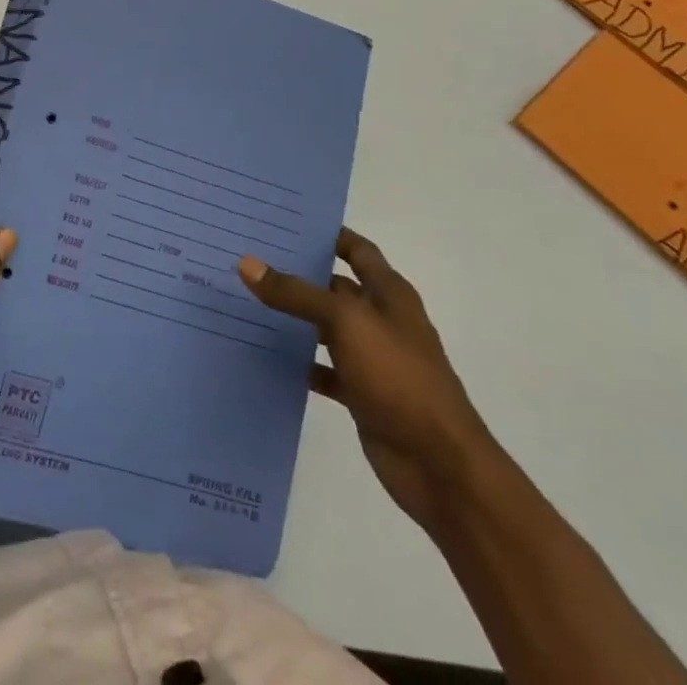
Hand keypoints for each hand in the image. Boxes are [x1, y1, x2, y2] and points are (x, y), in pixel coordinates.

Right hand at [239, 230, 497, 531]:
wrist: (439, 465)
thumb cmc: (398, 377)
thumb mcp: (345, 323)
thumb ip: (296, 293)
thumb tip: (247, 263)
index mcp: (389, 294)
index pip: (357, 249)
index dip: (328, 233)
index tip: (285, 221)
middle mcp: (381, 320)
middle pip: (336, 287)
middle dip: (300, 273)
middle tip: (251, 257)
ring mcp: (373, 358)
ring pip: (326, 328)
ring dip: (295, 318)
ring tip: (247, 300)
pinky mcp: (362, 393)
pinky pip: (323, 368)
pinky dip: (300, 362)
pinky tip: (266, 355)